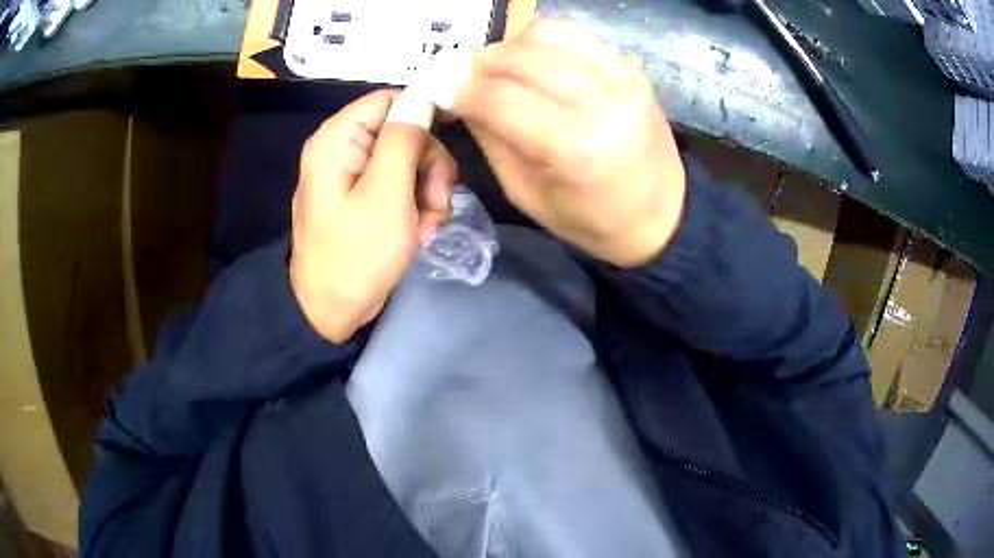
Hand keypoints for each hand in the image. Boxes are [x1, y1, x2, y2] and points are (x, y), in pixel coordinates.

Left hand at [290, 90, 456, 341]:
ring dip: (428, 191)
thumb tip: (422, 99)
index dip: (423, 116)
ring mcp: (354, 175)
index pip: (390, 100)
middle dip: (428, 167)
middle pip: (404, 131)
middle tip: (434, 204)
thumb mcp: (386, 194)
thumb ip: (404, 140)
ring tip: (425, 227)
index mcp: (338, 139)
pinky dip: (416, 206)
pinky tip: (417, 233)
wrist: (331, 312)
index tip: (449, 145)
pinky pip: (401, 185)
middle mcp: (344, 148)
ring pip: (409, 160)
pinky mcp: (365, 197)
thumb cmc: (356, 255)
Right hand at [452, 20, 685, 267]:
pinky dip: (544, 43)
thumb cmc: (591, 218)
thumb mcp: (526, 194)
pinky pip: (574, 34)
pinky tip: (540, 65)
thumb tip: (461, 96)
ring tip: (507, 71)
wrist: (661, 213)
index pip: (498, 97)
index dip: (462, 91)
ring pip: (546, 33)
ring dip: (512, 47)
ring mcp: (620, 77)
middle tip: (472, 82)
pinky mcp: (629, 67)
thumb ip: (491, 138)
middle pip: (519, 56)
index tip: (449, 96)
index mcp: (572, 148)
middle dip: (482, 64)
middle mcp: (599, 102)